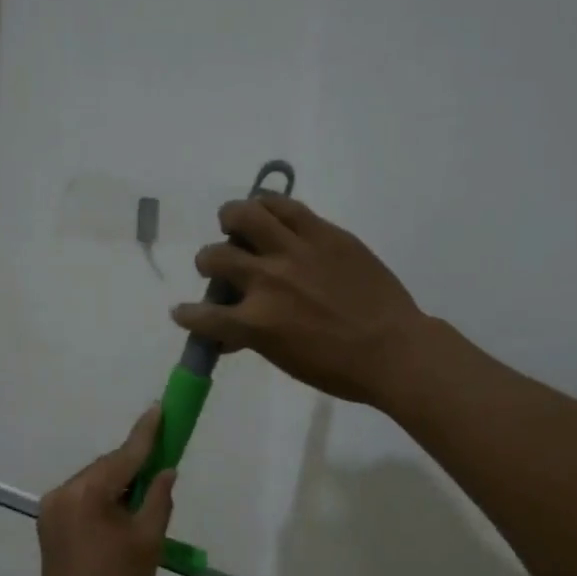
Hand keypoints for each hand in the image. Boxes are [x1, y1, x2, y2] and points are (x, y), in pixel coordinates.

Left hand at [37, 408, 175, 575]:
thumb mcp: (148, 541)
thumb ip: (159, 499)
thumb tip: (165, 472)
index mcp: (88, 493)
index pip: (124, 456)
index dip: (146, 433)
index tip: (160, 408)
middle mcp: (64, 492)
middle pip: (106, 468)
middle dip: (133, 466)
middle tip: (161, 467)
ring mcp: (52, 509)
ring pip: (93, 484)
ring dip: (118, 485)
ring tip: (143, 500)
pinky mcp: (49, 526)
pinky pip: (82, 500)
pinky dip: (103, 500)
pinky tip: (120, 515)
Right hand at [172, 196, 427, 406]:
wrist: (393, 349)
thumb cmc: (337, 368)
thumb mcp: (284, 359)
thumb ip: (251, 338)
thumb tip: (229, 334)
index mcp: (255, 322)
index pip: (203, 316)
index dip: (187, 315)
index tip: (183, 312)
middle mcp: (267, 281)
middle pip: (216, 258)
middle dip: (207, 264)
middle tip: (217, 266)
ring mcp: (295, 252)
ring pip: (244, 215)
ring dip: (230, 219)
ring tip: (234, 224)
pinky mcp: (324, 233)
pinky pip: (286, 207)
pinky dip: (268, 206)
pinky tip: (267, 213)